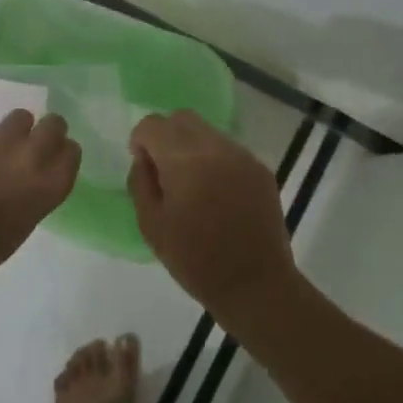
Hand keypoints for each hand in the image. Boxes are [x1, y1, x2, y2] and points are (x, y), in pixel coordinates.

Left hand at [0, 111, 80, 279]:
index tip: (54, 158)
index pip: (72, 151)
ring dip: (14, 130)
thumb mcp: (28, 219)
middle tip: (34, 142)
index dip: (62, 152)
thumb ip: (38, 190)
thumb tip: (32, 174)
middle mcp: (29, 157)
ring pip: (19, 117)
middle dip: (48, 130)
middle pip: (53, 124)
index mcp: (49, 185)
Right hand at [127, 111, 298, 313]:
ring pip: (207, 132)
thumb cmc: (195, 260)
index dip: (140, 141)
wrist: (254, 284)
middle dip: (166, 136)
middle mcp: (216, 147)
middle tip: (164, 172)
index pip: (153, 124)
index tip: (144, 167)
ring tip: (192, 185)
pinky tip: (217, 195)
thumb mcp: (151, 225)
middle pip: (182, 118)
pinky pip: (229, 150)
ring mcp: (243, 156)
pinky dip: (215, 160)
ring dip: (191, 147)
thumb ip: (141, 182)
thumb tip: (144, 159)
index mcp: (184, 160)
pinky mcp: (261, 169)